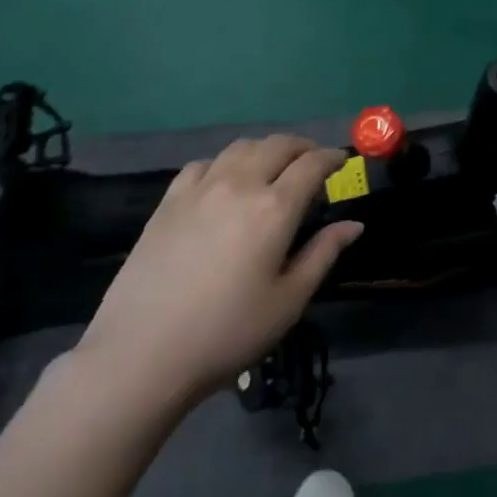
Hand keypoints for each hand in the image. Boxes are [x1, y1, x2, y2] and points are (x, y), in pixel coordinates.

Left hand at [76, 135, 362, 412]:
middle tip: (312, 162)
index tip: (341, 161)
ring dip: (265, 150)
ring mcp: (199, 189)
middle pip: (276, 145)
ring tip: (272, 168)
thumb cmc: (227, 333)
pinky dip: (225, 164)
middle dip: (301, 147)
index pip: (311, 165)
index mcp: (274, 209)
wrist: (143, 352)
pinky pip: (203, 164)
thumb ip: (323, 254)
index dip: (331, 157)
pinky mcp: (168, 201)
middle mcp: (239, 185)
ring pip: (239, 147)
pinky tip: (224, 183)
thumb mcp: (288, 301)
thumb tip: (353, 225)